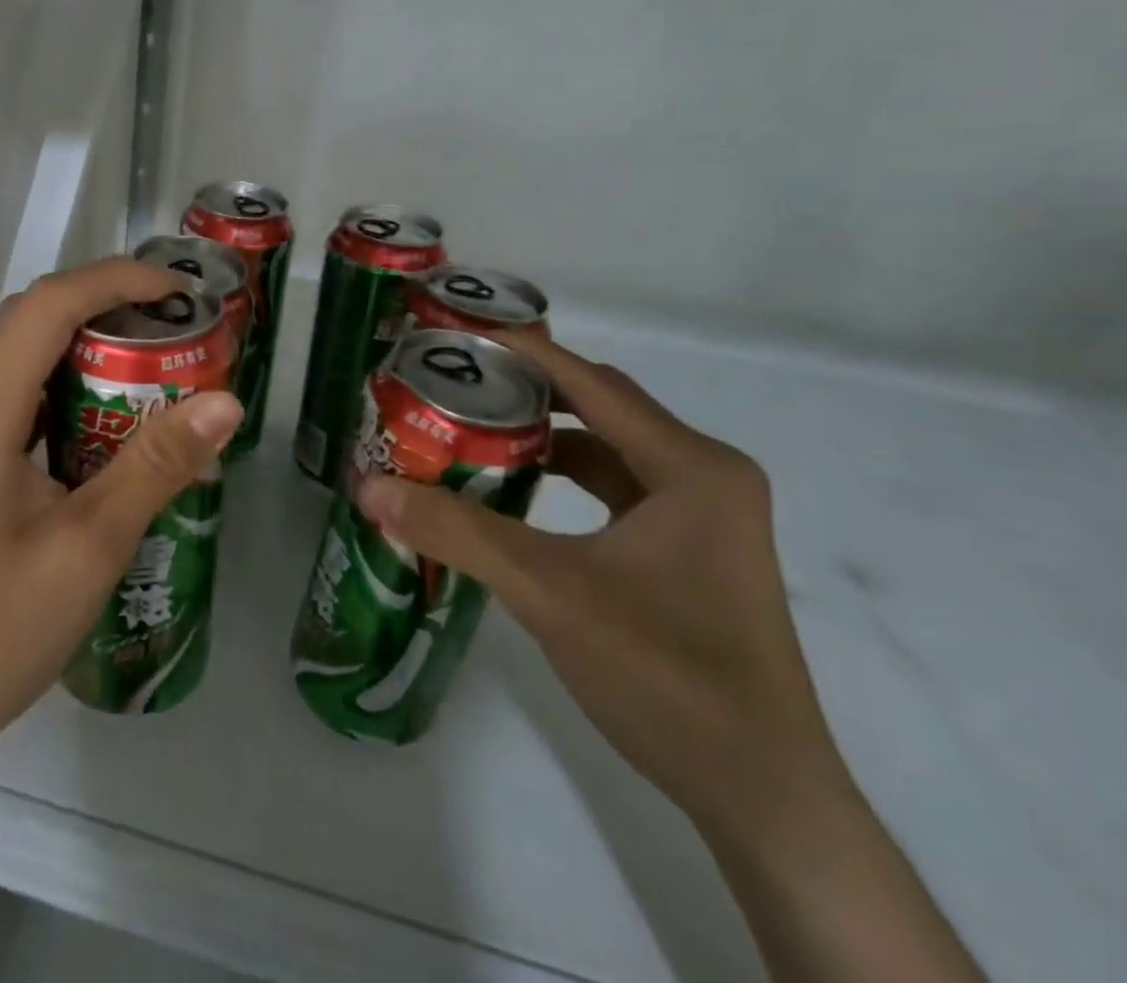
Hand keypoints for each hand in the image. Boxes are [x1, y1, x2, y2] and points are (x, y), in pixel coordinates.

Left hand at [0, 257, 242, 787]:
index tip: (179, 295)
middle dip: (106, 306)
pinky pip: (19, 401)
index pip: (49, 304)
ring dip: (87, 347)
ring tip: (154, 366)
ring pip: (24, 358)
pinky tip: (111, 426)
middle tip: (175, 329)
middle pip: (33, 319)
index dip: (116, 282)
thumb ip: (156, 465)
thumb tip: (225, 401)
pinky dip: (68, 390)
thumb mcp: (89, 546)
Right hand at [356, 328, 843, 840]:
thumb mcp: (548, 592)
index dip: (523, 352)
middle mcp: (704, 475)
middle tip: (454, 379)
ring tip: (472, 426)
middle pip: (600, 407)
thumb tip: (369, 488)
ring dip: (543, 435)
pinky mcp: (691, 551)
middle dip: (526, 388)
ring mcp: (703, 516)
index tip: (458, 334)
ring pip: (607, 448)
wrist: (761, 796)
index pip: (591, 383)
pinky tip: (515, 490)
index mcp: (691, 467)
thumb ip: (456, 533)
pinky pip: (616, 488)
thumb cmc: (665, 676)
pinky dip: (564, 478)